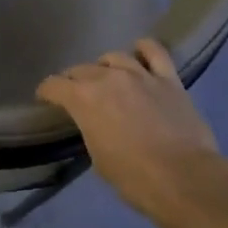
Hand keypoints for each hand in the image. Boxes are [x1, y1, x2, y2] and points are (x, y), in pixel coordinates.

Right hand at [36, 39, 226, 220]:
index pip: (54, 85)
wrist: (182, 178)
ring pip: (114, 57)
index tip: (45, 99)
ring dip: (105, 67)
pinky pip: (154, 51)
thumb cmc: (133, 177)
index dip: (46, 92)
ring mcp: (140, 74)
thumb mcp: (98, 158)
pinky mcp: (168, 78)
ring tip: (107, 77)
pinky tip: (139, 53)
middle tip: (76, 94)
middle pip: (81, 69)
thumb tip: (96, 124)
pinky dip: (144, 49)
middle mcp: (107, 78)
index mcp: (83, 99)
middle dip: (73, 80)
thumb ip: (91, 131)